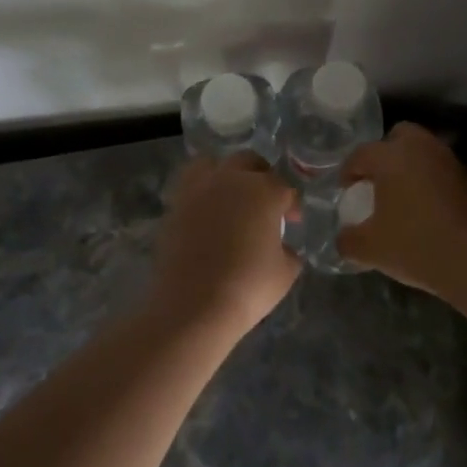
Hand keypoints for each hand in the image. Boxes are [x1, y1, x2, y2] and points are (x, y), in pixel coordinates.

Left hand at [151, 153, 301, 332]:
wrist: (193, 304)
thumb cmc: (248, 287)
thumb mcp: (284, 273)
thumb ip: (288, 253)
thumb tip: (282, 247)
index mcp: (263, 191)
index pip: (283, 188)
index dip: (290, 204)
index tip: (292, 221)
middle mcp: (230, 180)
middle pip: (248, 162)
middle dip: (261, 175)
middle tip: (264, 201)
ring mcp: (198, 189)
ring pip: (212, 164)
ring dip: (225, 174)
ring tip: (230, 196)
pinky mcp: (175, 205)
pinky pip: (190, 186)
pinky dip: (200, 193)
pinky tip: (207, 214)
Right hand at [337, 123, 466, 296]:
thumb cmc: (416, 247)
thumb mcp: (369, 249)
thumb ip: (347, 239)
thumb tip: (343, 237)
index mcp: (392, 157)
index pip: (361, 154)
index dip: (348, 172)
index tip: (345, 191)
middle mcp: (421, 149)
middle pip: (398, 135)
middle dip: (383, 154)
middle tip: (375, 181)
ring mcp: (449, 162)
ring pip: (422, 151)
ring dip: (408, 166)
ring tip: (399, 196)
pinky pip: (439, 170)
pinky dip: (428, 181)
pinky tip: (423, 209)